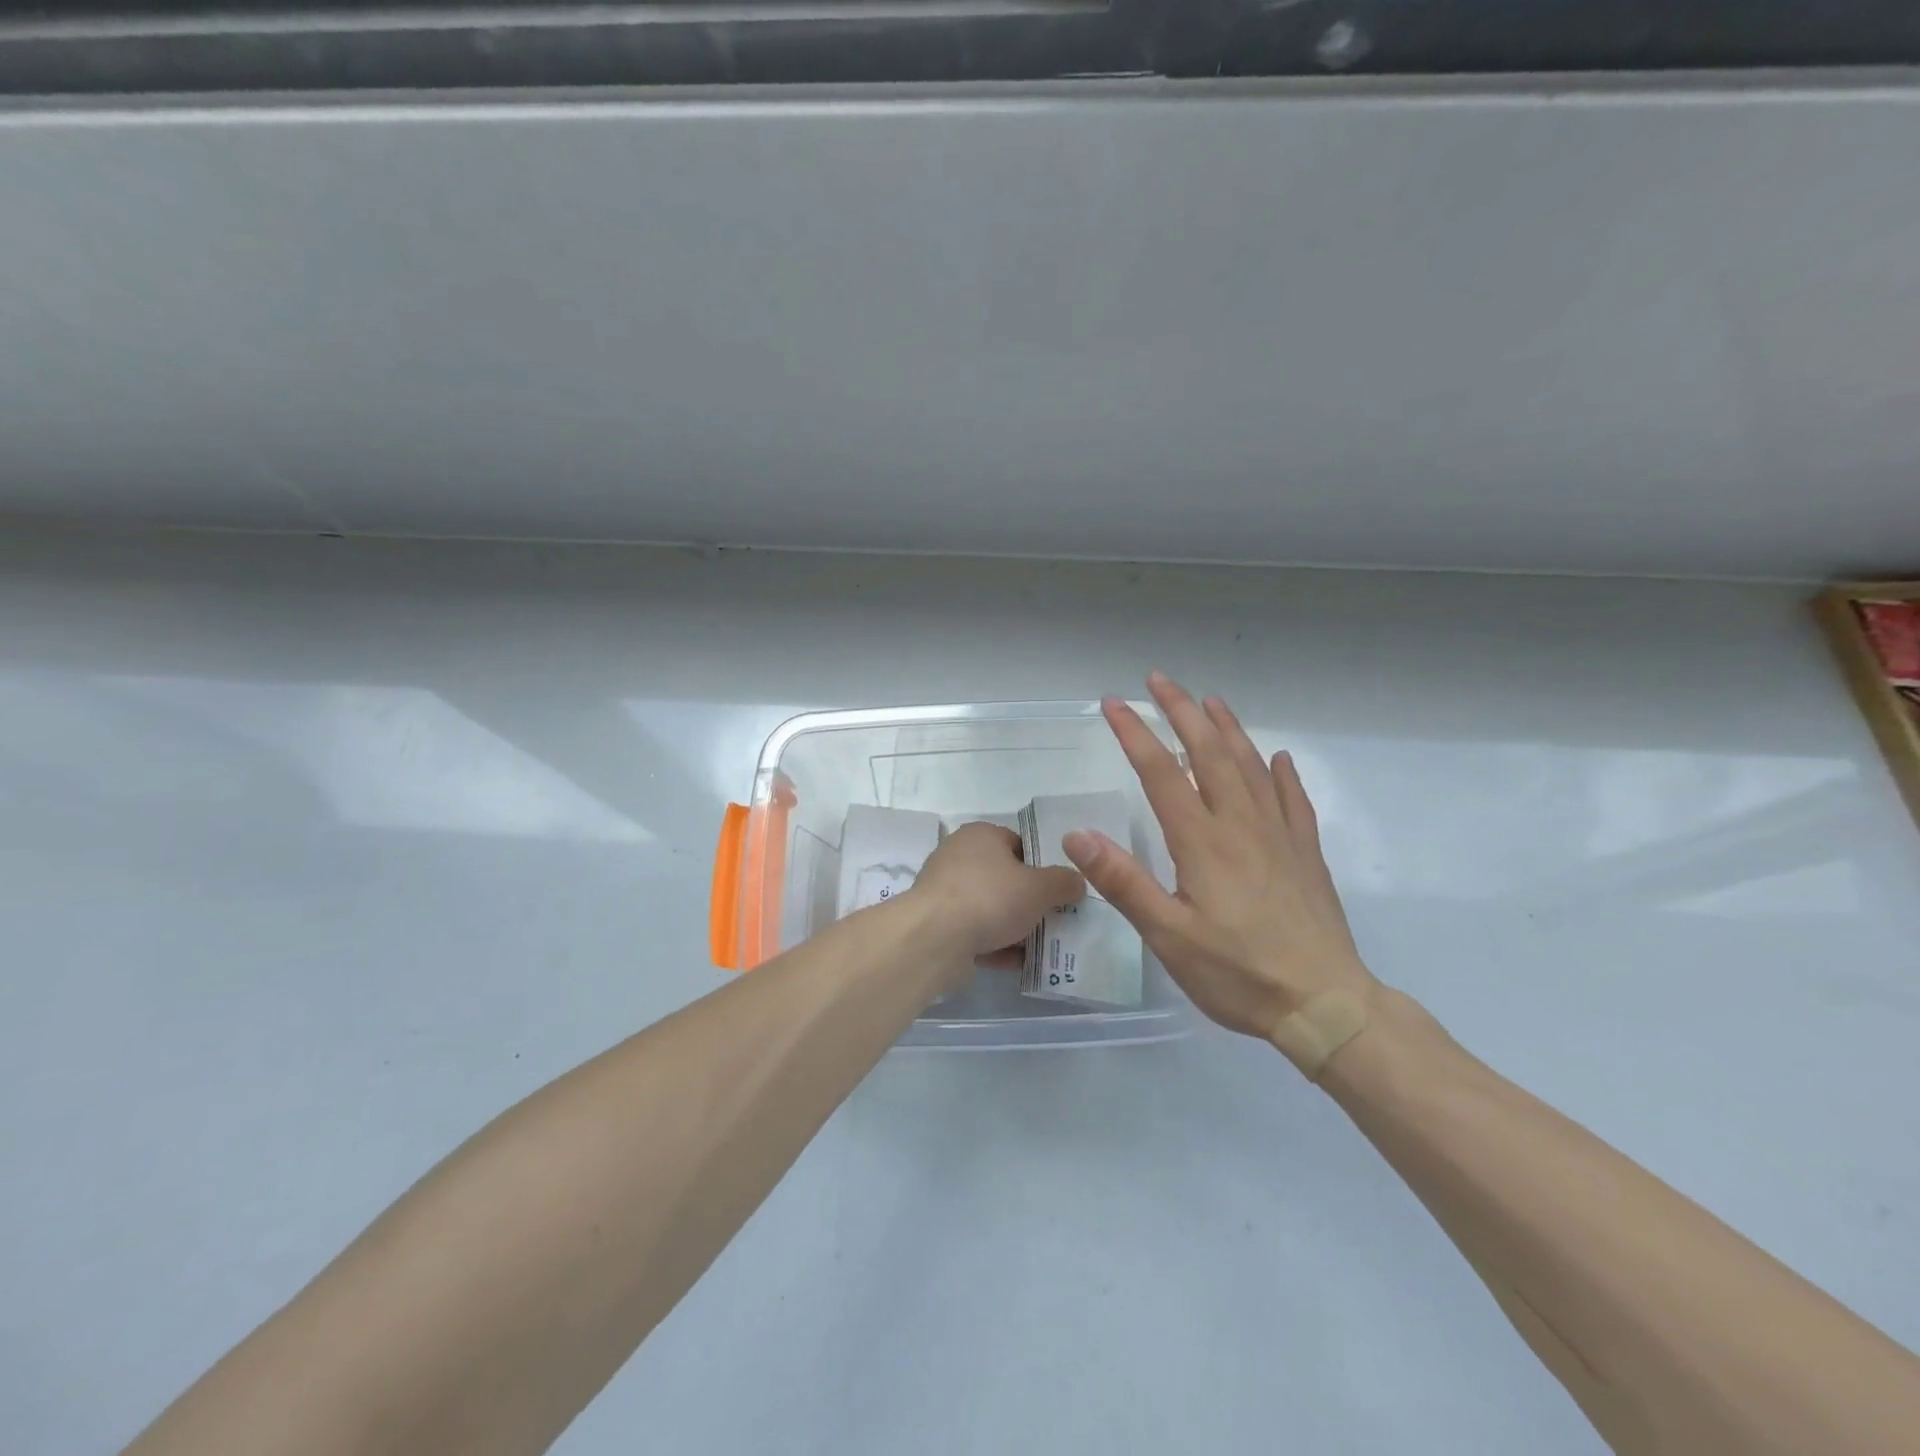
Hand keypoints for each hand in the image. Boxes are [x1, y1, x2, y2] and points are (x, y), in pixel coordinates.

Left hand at [906, 822, 1086, 973]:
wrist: (935, 939)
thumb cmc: (990, 898)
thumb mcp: (1040, 888)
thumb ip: (1063, 882)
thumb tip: (1077, 881)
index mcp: (981, 835)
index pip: (1019, 844)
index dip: (1042, 865)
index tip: (1060, 889)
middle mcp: (959, 857)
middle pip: (1005, 878)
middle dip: (1030, 901)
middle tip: (1057, 919)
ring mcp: (945, 893)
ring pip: (990, 908)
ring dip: (1015, 927)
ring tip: (1044, 947)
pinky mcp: (939, 925)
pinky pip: (975, 933)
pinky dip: (996, 946)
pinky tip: (1019, 964)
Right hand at [1063, 672, 1378, 1040]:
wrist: (1325, 1004)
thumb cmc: (1238, 973)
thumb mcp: (1168, 935)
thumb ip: (1123, 882)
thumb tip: (1078, 835)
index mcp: (1202, 841)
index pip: (1162, 772)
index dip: (1136, 733)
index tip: (1114, 703)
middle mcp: (1241, 824)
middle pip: (1209, 752)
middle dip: (1181, 711)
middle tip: (1159, 680)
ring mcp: (1279, 835)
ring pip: (1251, 766)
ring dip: (1227, 728)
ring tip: (1209, 701)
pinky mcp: (1305, 853)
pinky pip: (1293, 799)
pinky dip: (1282, 773)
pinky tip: (1278, 759)